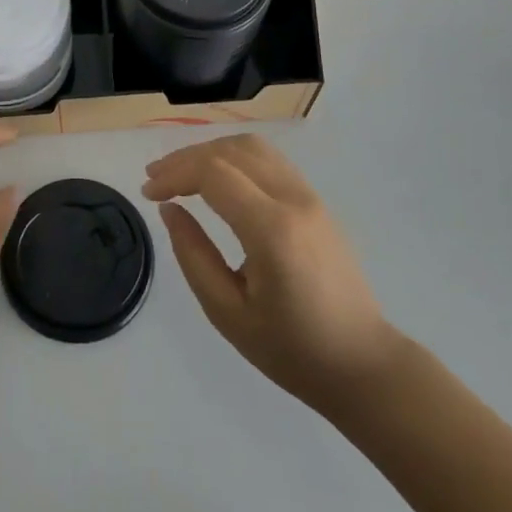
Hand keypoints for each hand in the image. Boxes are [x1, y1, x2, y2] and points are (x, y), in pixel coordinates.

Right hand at [143, 134, 401, 414]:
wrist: (363, 364)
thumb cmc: (292, 350)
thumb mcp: (228, 314)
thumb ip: (193, 256)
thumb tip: (170, 210)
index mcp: (272, 230)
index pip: (214, 174)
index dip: (175, 174)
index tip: (148, 193)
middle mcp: (293, 200)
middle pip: (230, 151)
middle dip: (186, 158)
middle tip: (155, 179)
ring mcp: (310, 196)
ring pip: (252, 146)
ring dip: (211, 151)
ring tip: (181, 174)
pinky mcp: (316, 200)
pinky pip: (269, 159)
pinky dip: (234, 157)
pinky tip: (217, 178)